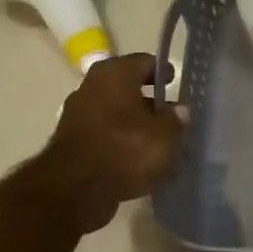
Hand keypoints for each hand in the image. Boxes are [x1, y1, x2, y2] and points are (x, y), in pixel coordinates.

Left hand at [36, 53, 185, 232]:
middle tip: (171, 116)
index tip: (175, 81)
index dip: (163, 72)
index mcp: (114, 73)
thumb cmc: (126, 149)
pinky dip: (121, 142)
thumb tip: (180, 111)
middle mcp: (92, 86)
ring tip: (159, 141)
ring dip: (135, 124)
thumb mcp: (165, 135)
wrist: (76, 189)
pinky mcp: (73, 142)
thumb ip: (176, 120)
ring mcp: (78, 114)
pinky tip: (139, 159)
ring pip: (116, 114)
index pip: (145, 62)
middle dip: (149, 102)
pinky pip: (105, 135)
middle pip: (127, 88)